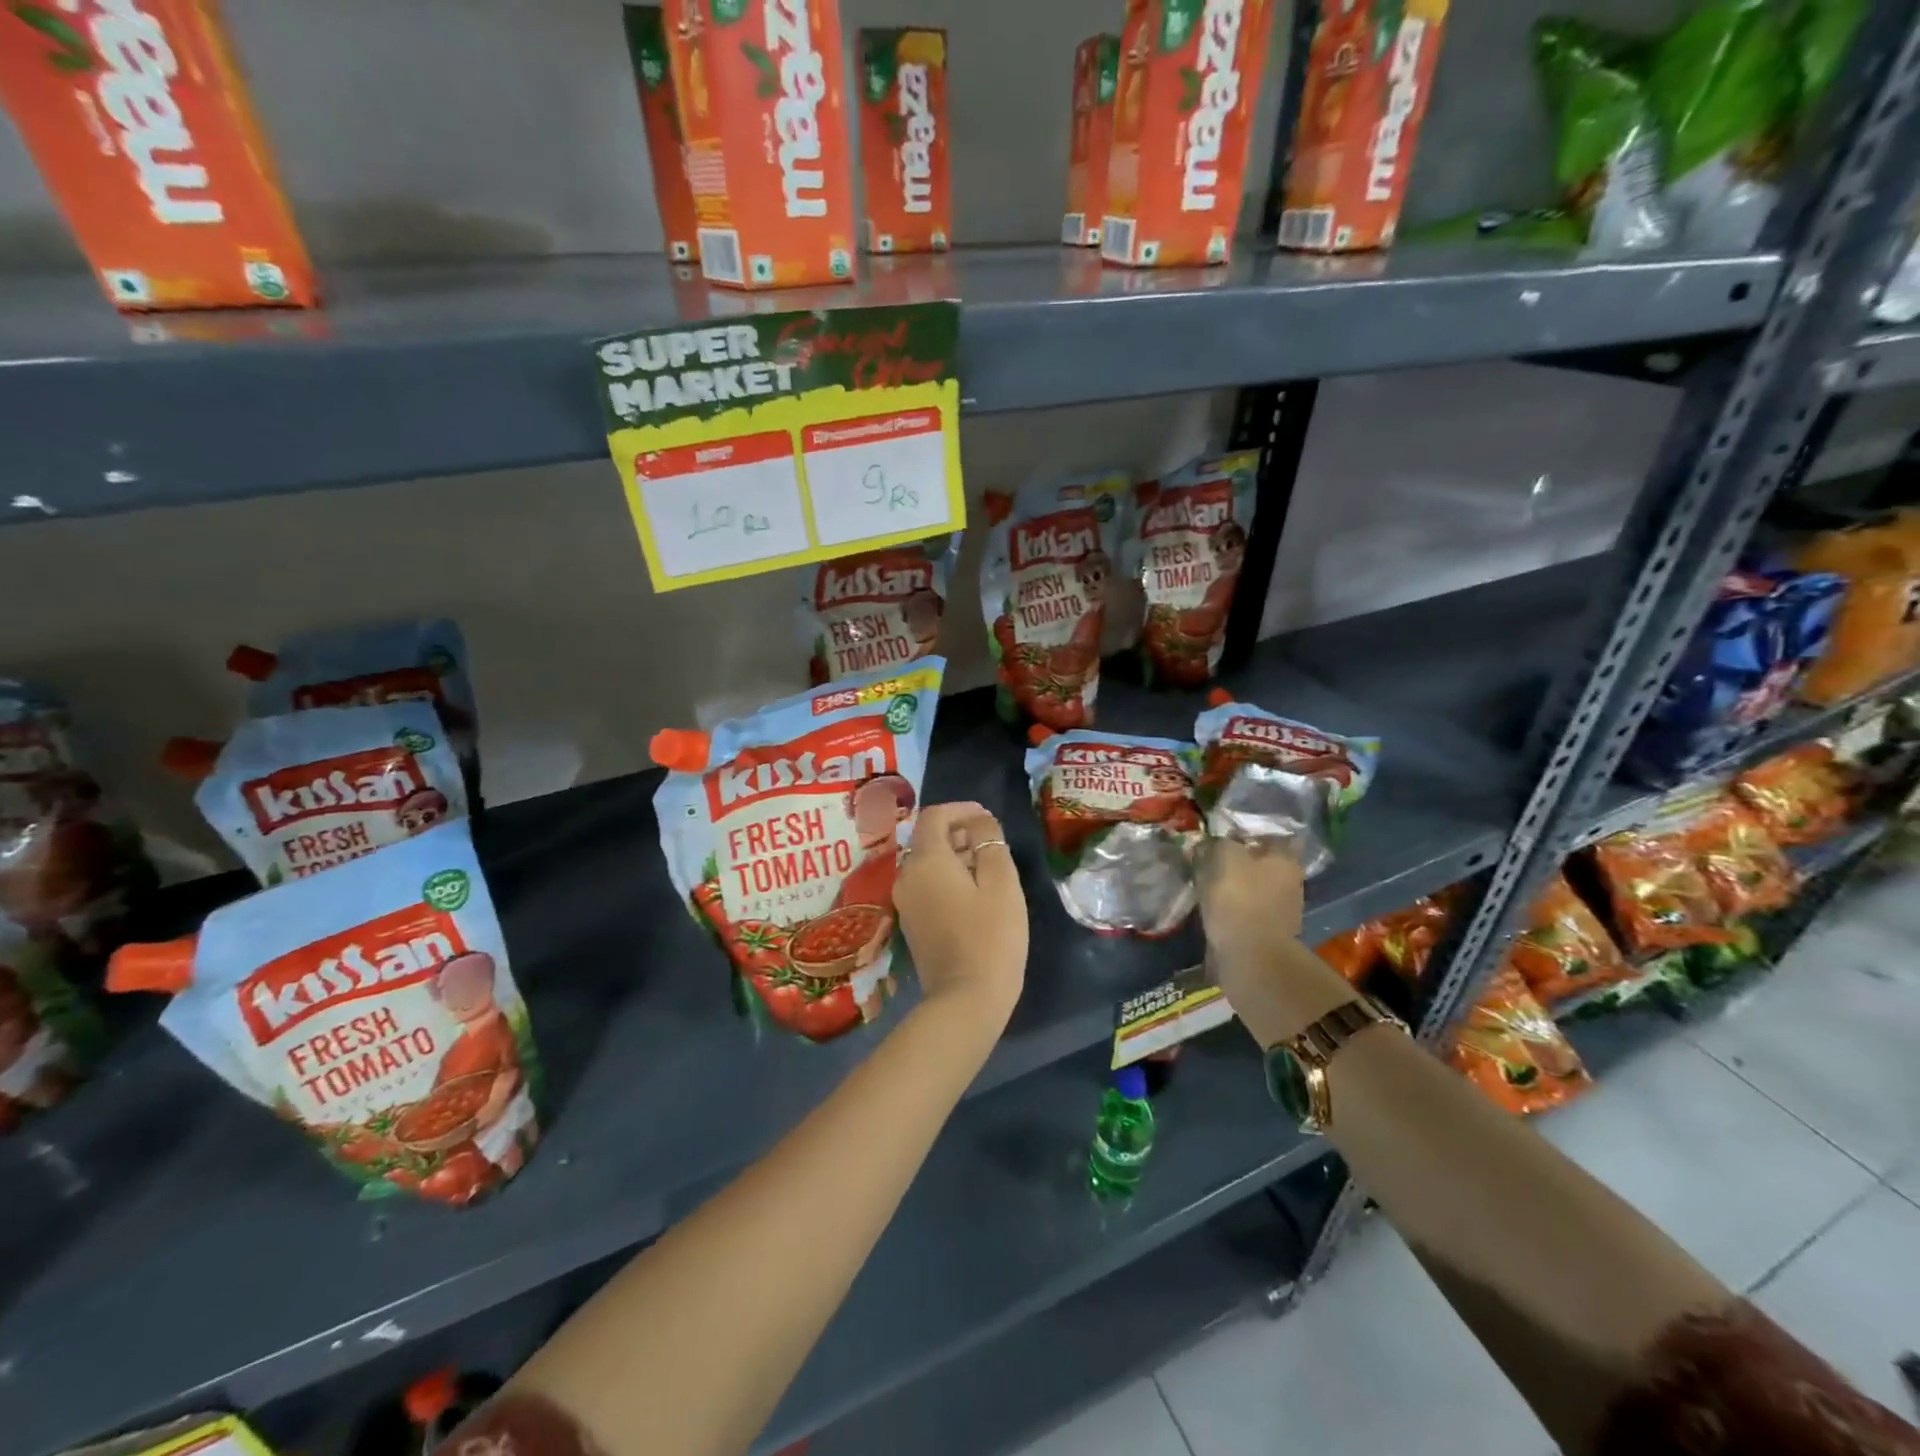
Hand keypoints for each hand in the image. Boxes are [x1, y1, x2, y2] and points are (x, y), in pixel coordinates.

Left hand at [895, 801, 1026, 1029]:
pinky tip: (974, 893)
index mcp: (926, 860)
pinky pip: (926, 886)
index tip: (987, 817)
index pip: (934, 816)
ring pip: (927, 864)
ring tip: (989, 866)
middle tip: (993, 841)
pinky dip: (947, 877)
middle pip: (928, 839)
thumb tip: (981, 823)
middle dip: (959, 833)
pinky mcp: (912, 923)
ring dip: (954, 856)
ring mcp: (905, 902)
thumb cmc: (991, 936)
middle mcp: (907, 876)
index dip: (961, 809)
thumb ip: (990, 842)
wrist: (966, 999)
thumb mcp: (1002, 882)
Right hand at [1197, 837, 1349, 1045]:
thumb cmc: (1240, 899)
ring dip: (1235, 885)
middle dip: (1241, 860)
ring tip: (1206, 882)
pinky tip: (1212, 906)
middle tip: (1211, 857)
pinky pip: (1246, 910)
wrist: (1250, 958)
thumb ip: (1220, 843)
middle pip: (1264, 863)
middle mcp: (1290, 882)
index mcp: (1286, 860)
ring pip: (1254, 887)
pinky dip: (1232, 907)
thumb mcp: (1225, 857)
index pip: (1275, 836)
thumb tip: (1215, 841)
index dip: (1251, 833)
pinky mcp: (1266, 933)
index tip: (1226, 834)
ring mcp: (1281, 910)